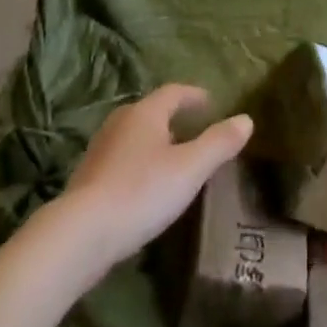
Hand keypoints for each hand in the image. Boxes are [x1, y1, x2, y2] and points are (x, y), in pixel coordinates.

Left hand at [58, 84, 253, 271]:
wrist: (80, 234)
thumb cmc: (141, 192)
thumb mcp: (190, 168)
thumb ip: (219, 143)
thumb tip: (247, 119)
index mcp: (146, 112)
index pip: (174, 92)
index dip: (195, 96)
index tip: (211, 104)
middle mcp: (120, 121)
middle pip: (152, 111)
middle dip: (174, 118)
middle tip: (195, 131)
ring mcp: (100, 148)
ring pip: (134, 135)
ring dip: (155, 141)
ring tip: (172, 159)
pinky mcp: (87, 176)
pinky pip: (121, 158)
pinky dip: (138, 162)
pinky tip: (145, 186)